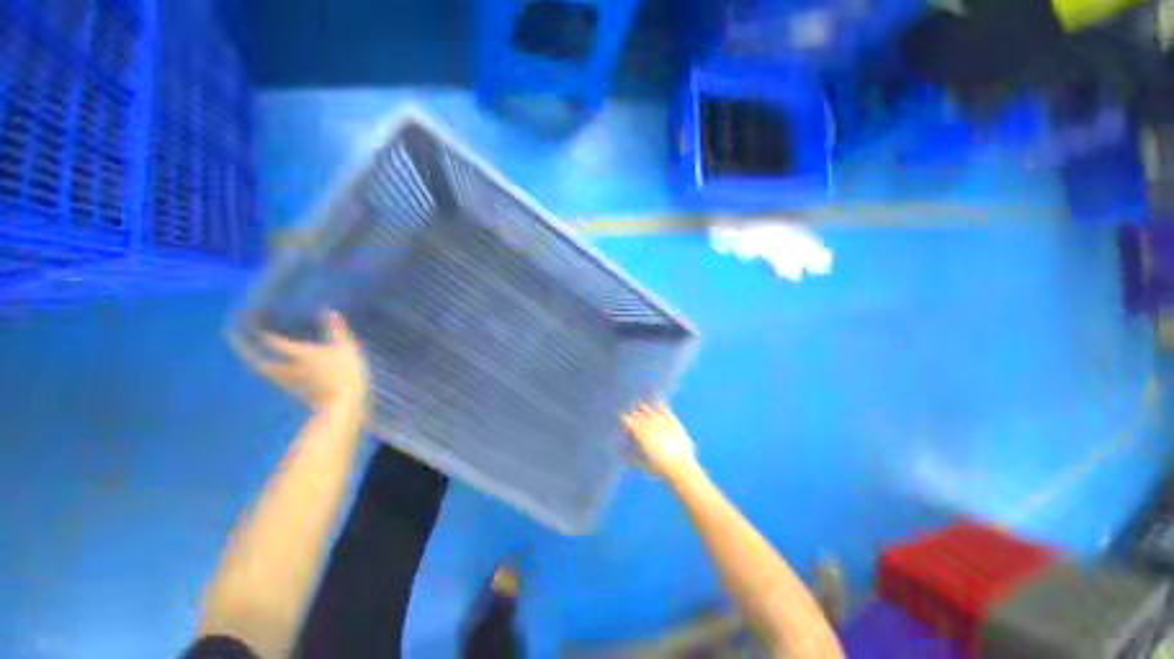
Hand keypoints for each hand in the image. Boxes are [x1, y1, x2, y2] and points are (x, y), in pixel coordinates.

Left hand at [255, 311, 369, 411]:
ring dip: (264, 371)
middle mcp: (293, 371)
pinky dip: (280, 381)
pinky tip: (282, 380)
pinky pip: (286, 387)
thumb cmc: (346, 375)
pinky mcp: (305, 400)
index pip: (277, 345)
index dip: (265, 338)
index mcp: (302, 355)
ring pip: (275, 379)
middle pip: (268, 366)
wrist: (348, 410)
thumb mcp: (345, 348)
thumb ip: (336, 331)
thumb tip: (329, 311)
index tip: (251, 330)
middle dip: (253, 358)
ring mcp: (297, 388)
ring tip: (256, 365)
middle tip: (241, 351)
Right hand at [622, 402, 697, 476]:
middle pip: (637, 413)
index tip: (621, 420)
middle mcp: (650, 425)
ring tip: (640, 406)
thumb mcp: (642, 465)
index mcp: (640, 434)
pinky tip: (657, 401)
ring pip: (650, 410)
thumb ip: (630, 457)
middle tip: (630, 414)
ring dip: (644, 408)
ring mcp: (662, 422)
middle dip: (632, 413)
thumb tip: (621, 452)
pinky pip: (665, 410)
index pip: (627, 420)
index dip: (623, 419)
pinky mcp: (673, 422)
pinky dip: (660, 405)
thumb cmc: (659, 468)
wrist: (680, 466)